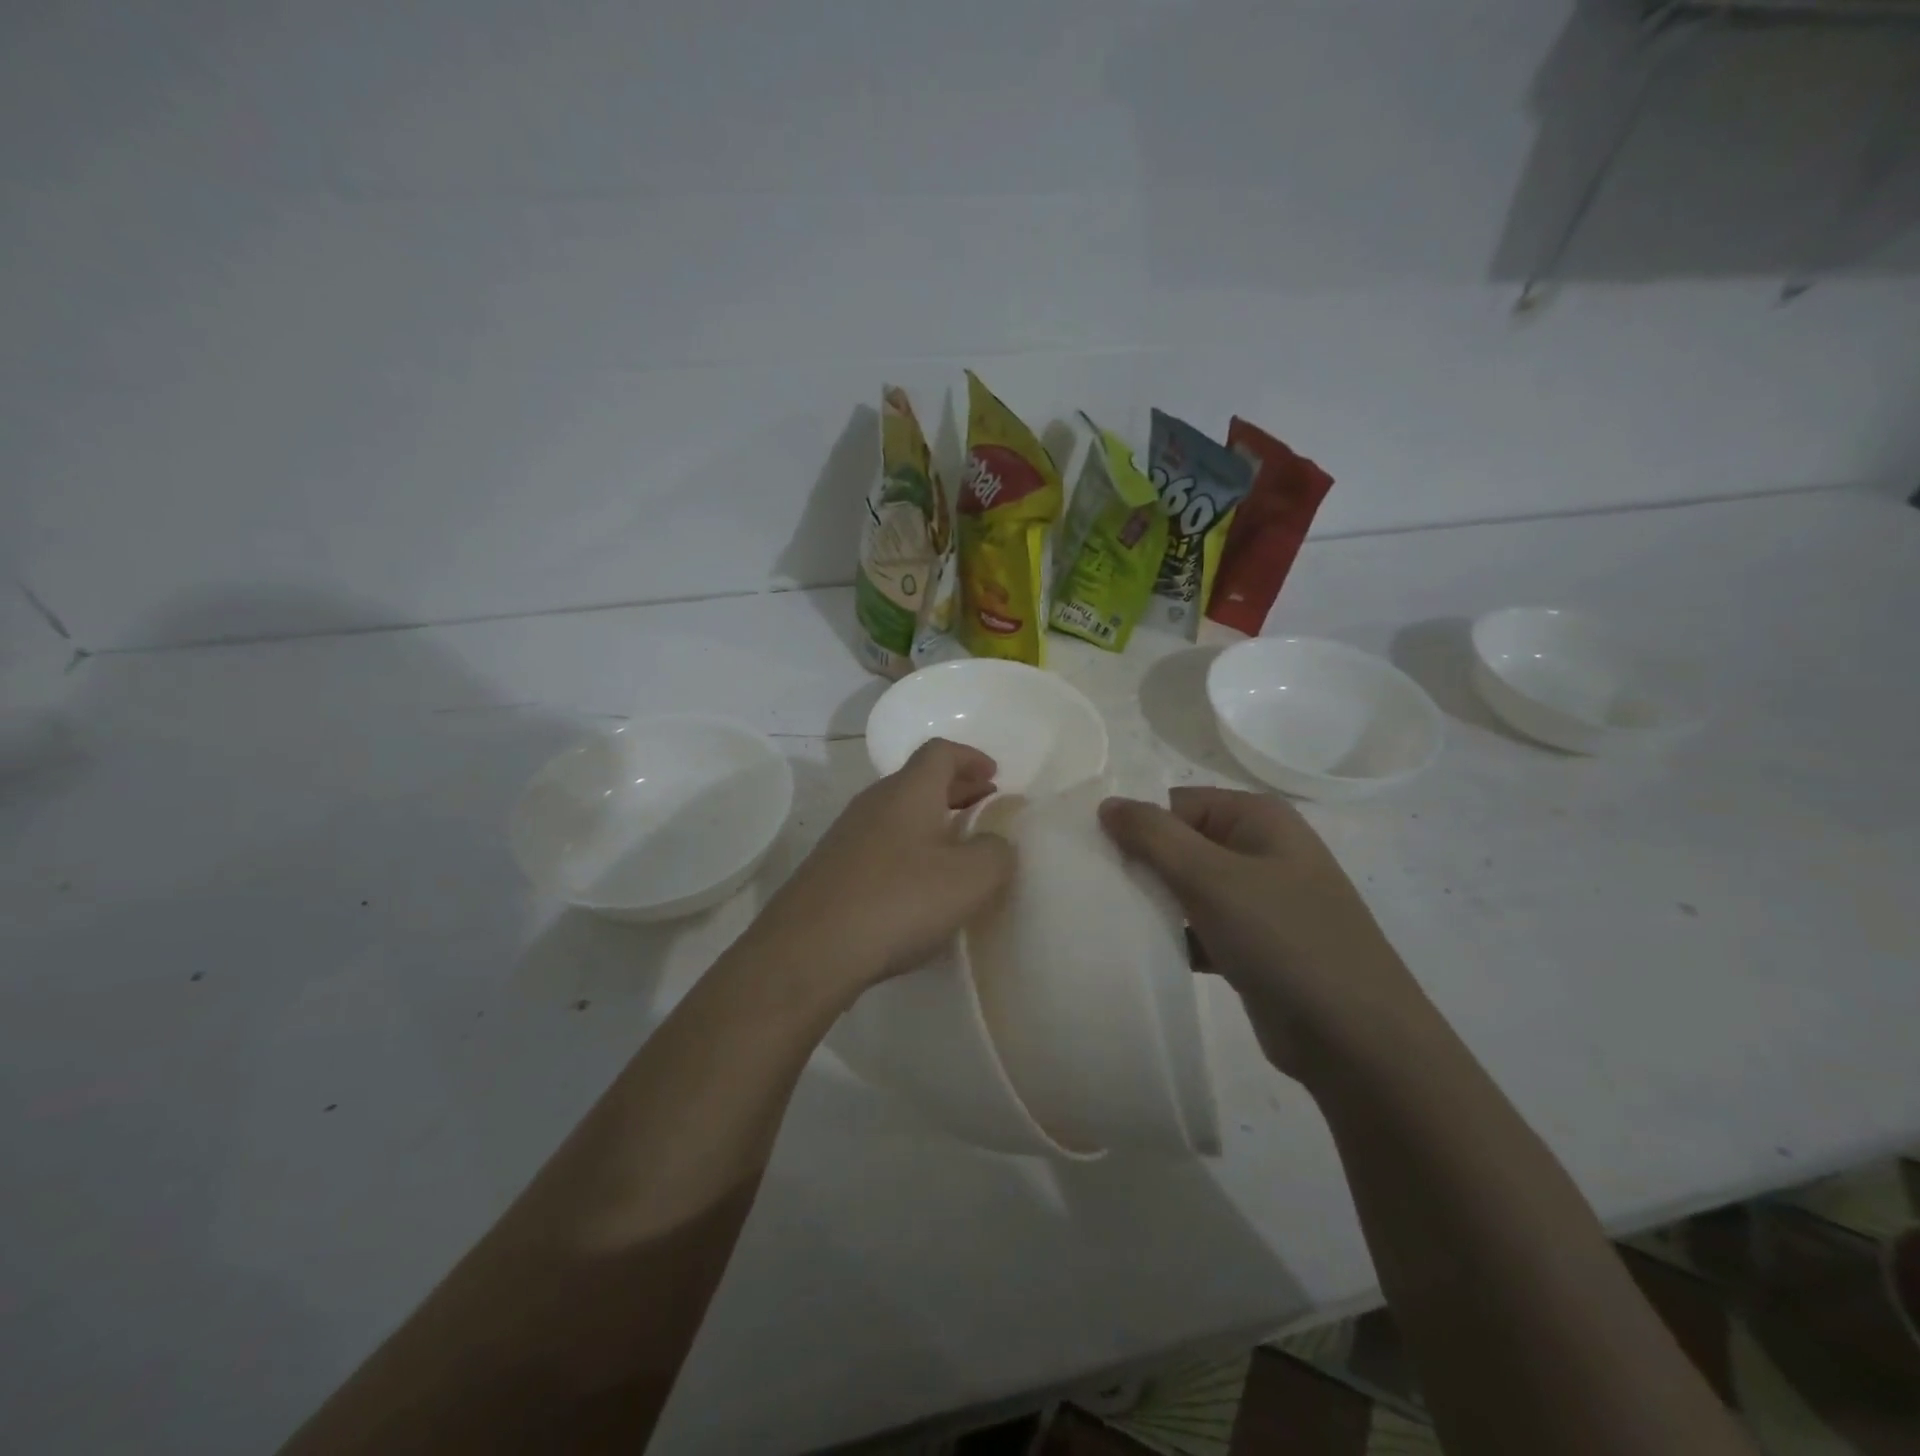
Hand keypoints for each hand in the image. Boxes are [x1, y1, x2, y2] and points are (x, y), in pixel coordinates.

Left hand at [748, 739, 1015, 1000]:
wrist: (810, 950)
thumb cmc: (898, 901)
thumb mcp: (970, 879)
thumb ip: (995, 853)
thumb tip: (993, 843)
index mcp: (908, 792)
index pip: (940, 752)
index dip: (971, 757)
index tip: (994, 776)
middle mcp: (873, 802)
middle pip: (918, 780)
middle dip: (955, 789)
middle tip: (983, 807)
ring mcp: (846, 835)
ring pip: (897, 812)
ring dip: (931, 820)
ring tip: (956, 848)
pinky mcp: (831, 868)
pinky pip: (880, 842)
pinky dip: (908, 847)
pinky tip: (918, 884)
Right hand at [1099, 787, 1430, 1077]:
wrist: (1356, 1040)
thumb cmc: (1283, 939)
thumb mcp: (1211, 878)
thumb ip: (1153, 835)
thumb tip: (1107, 803)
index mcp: (1258, 818)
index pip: (1178, 804)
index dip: (1137, 825)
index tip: (1096, 856)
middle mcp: (1261, 850)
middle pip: (1182, 844)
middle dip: (1142, 866)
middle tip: (1097, 890)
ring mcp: (1262, 900)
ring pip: (1189, 888)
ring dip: (1155, 904)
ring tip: (1112, 921)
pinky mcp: (1255, 945)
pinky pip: (1202, 927)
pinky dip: (1176, 936)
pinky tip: (1146, 953)